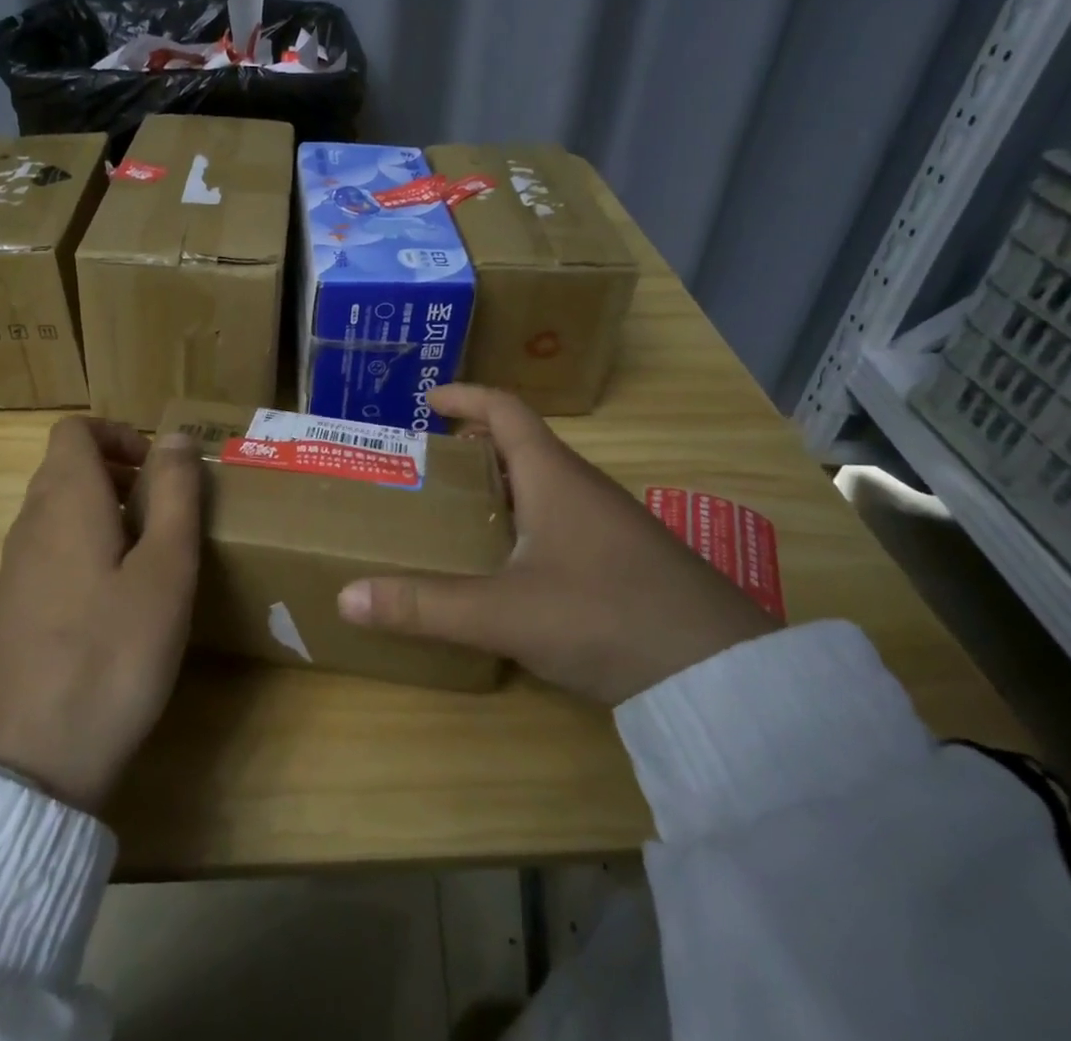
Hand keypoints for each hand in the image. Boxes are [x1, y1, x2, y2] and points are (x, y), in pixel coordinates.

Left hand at [0, 419, 200, 813]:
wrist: (27, 768)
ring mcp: (12, 574)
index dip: (118, 433)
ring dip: (103, 513)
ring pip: (57, 513)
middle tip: (166, 511)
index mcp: (64, 503)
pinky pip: (48, 555)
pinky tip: (113, 606)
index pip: (74, 431)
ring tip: (149, 558)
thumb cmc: (111, 655)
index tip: (158, 468)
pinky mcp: (8, 615)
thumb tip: (174, 436)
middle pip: (65, 469)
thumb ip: (173, 495)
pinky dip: (83, 551)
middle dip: (118, 472)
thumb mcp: (165, 570)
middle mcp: (28, 527)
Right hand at [337, 385, 778, 704]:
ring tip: (459, 511)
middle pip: (523, 444)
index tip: (428, 399)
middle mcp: (583, 487)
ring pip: (545, 484)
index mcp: (554, 475)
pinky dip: (527, 520)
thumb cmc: (605, 615)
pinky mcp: (627, 560)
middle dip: (474, 445)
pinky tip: (513, 565)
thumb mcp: (505, 612)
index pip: (505, 409)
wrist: (723, 675)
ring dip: (502, 485)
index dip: (465, 396)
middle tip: (429, 464)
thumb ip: (426, 605)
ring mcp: (611, 524)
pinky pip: (564, 519)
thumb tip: (346, 597)